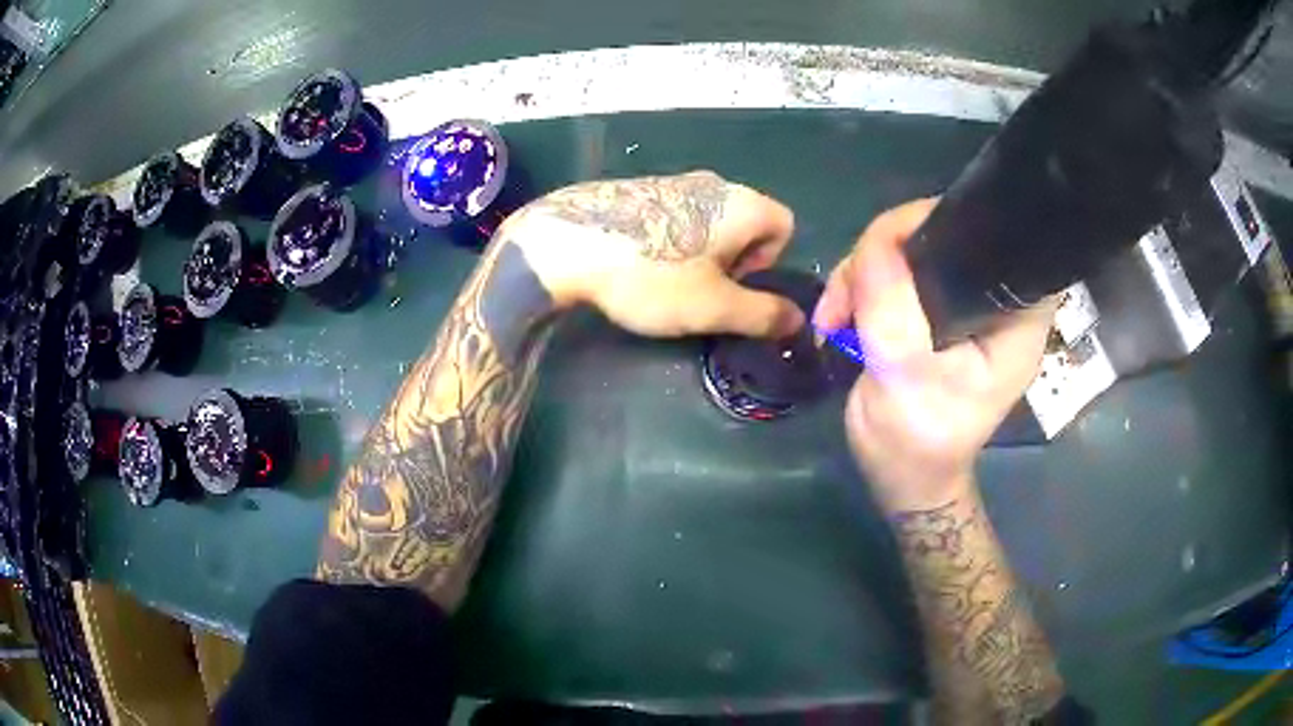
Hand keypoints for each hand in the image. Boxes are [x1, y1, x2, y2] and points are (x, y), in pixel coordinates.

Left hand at [506, 171, 803, 338]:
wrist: (565, 242)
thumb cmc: (651, 276)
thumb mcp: (714, 307)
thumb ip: (763, 314)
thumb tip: (798, 320)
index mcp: (742, 203)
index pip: (784, 225)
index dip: (768, 261)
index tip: (732, 284)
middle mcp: (714, 182)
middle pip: (746, 222)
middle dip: (734, 259)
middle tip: (699, 289)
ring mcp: (672, 179)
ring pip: (707, 220)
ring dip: (700, 252)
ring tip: (664, 280)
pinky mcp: (638, 187)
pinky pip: (673, 215)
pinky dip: (669, 240)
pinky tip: (636, 262)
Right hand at [814, 200, 1056, 512]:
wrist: (903, 481)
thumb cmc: (918, 443)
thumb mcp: (905, 378)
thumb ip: (893, 307)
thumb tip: (875, 242)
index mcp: (1015, 314)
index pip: (988, 233)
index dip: (934, 224)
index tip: (885, 251)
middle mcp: (996, 298)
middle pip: (940, 233)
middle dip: (884, 253)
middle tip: (845, 297)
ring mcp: (963, 302)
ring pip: (910, 250)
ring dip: (863, 273)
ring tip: (834, 317)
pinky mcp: (936, 310)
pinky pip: (896, 273)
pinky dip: (862, 286)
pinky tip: (841, 316)